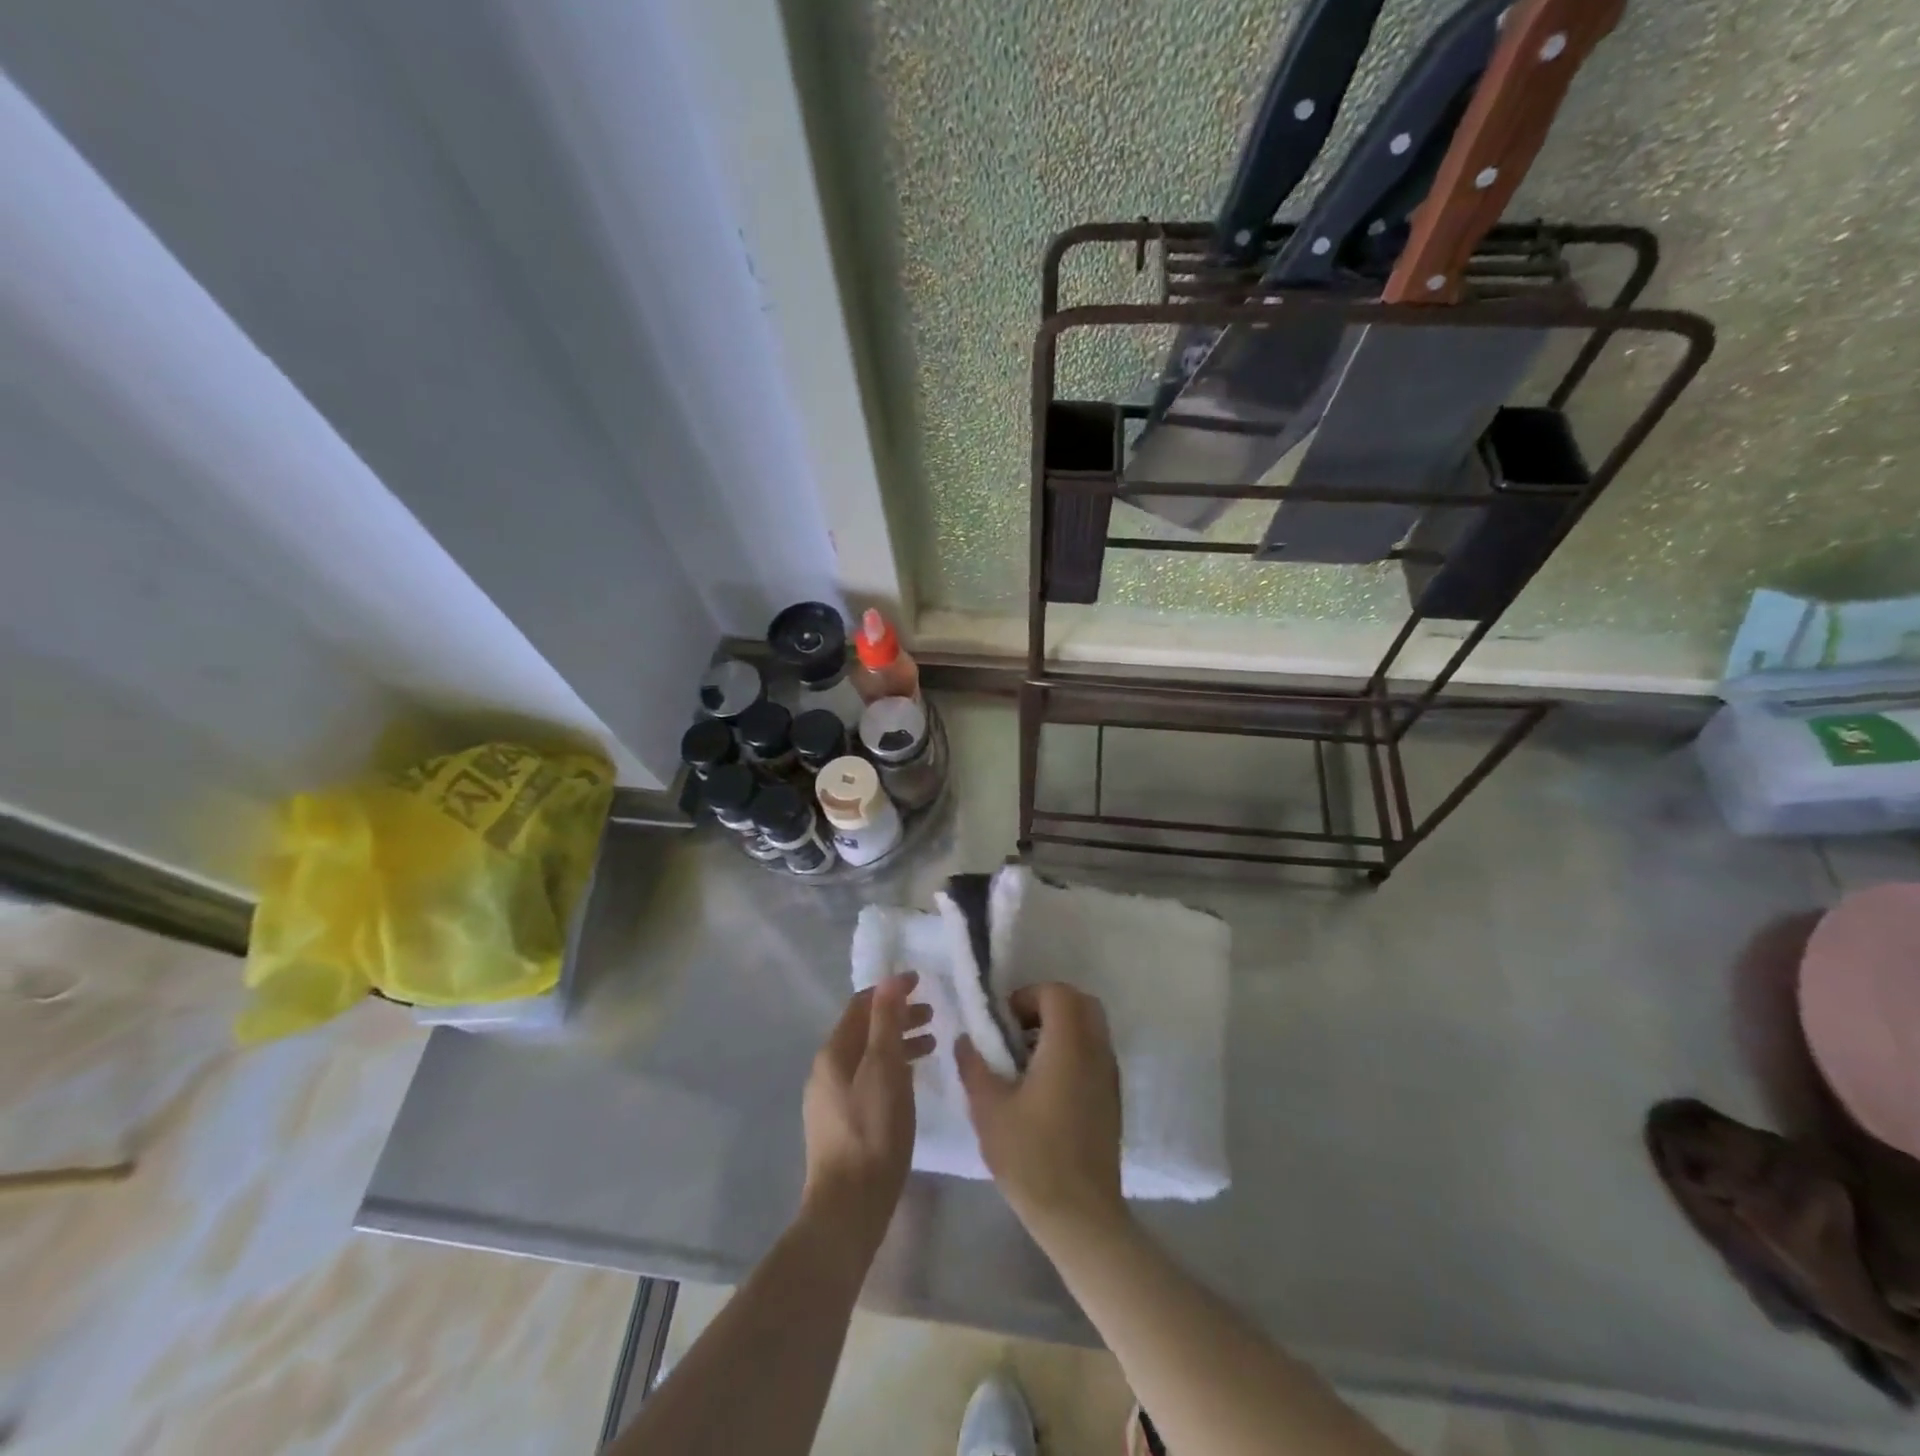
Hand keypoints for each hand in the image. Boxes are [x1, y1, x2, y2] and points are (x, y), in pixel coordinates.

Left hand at [800, 974, 934, 1256]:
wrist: (849, 1207)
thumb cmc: (872, 1132)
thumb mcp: (885, 1069)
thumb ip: (886, 1022)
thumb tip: (889, 979)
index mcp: (833, 1053)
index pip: (861, 1005)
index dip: (891, 991)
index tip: (922, 984)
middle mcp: (826, 1071)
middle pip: (864, 1031)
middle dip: (897, 1017)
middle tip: (933, 1015)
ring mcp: (830, 1100)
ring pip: (867, 1057)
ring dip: (898, 1045)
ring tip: (931, 1046)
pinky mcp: (840, 1125)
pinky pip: (868, 1080)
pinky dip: (891, 1070)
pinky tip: (911, 1083)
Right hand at [956, 983, 1125, 1246]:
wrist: (1081, 1216)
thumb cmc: (1032, 1157)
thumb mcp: (988, 1110)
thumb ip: (974, 1066)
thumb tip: (965, 1039)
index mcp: (1068, 1045)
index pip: (1058, 993)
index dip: (1028, 996)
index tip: (1004, 1023)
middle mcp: (1096, 1051)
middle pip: (1080, 1003)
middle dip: (1047, 1007)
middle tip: (1017, 1033)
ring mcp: (1109, 1075)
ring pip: (1091, 1028)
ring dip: (1061, 1029)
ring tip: (1027, 1062)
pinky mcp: (1113, 1098)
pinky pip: (1095, 1053)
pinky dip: (1073, 1052)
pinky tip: (1046, 1088)